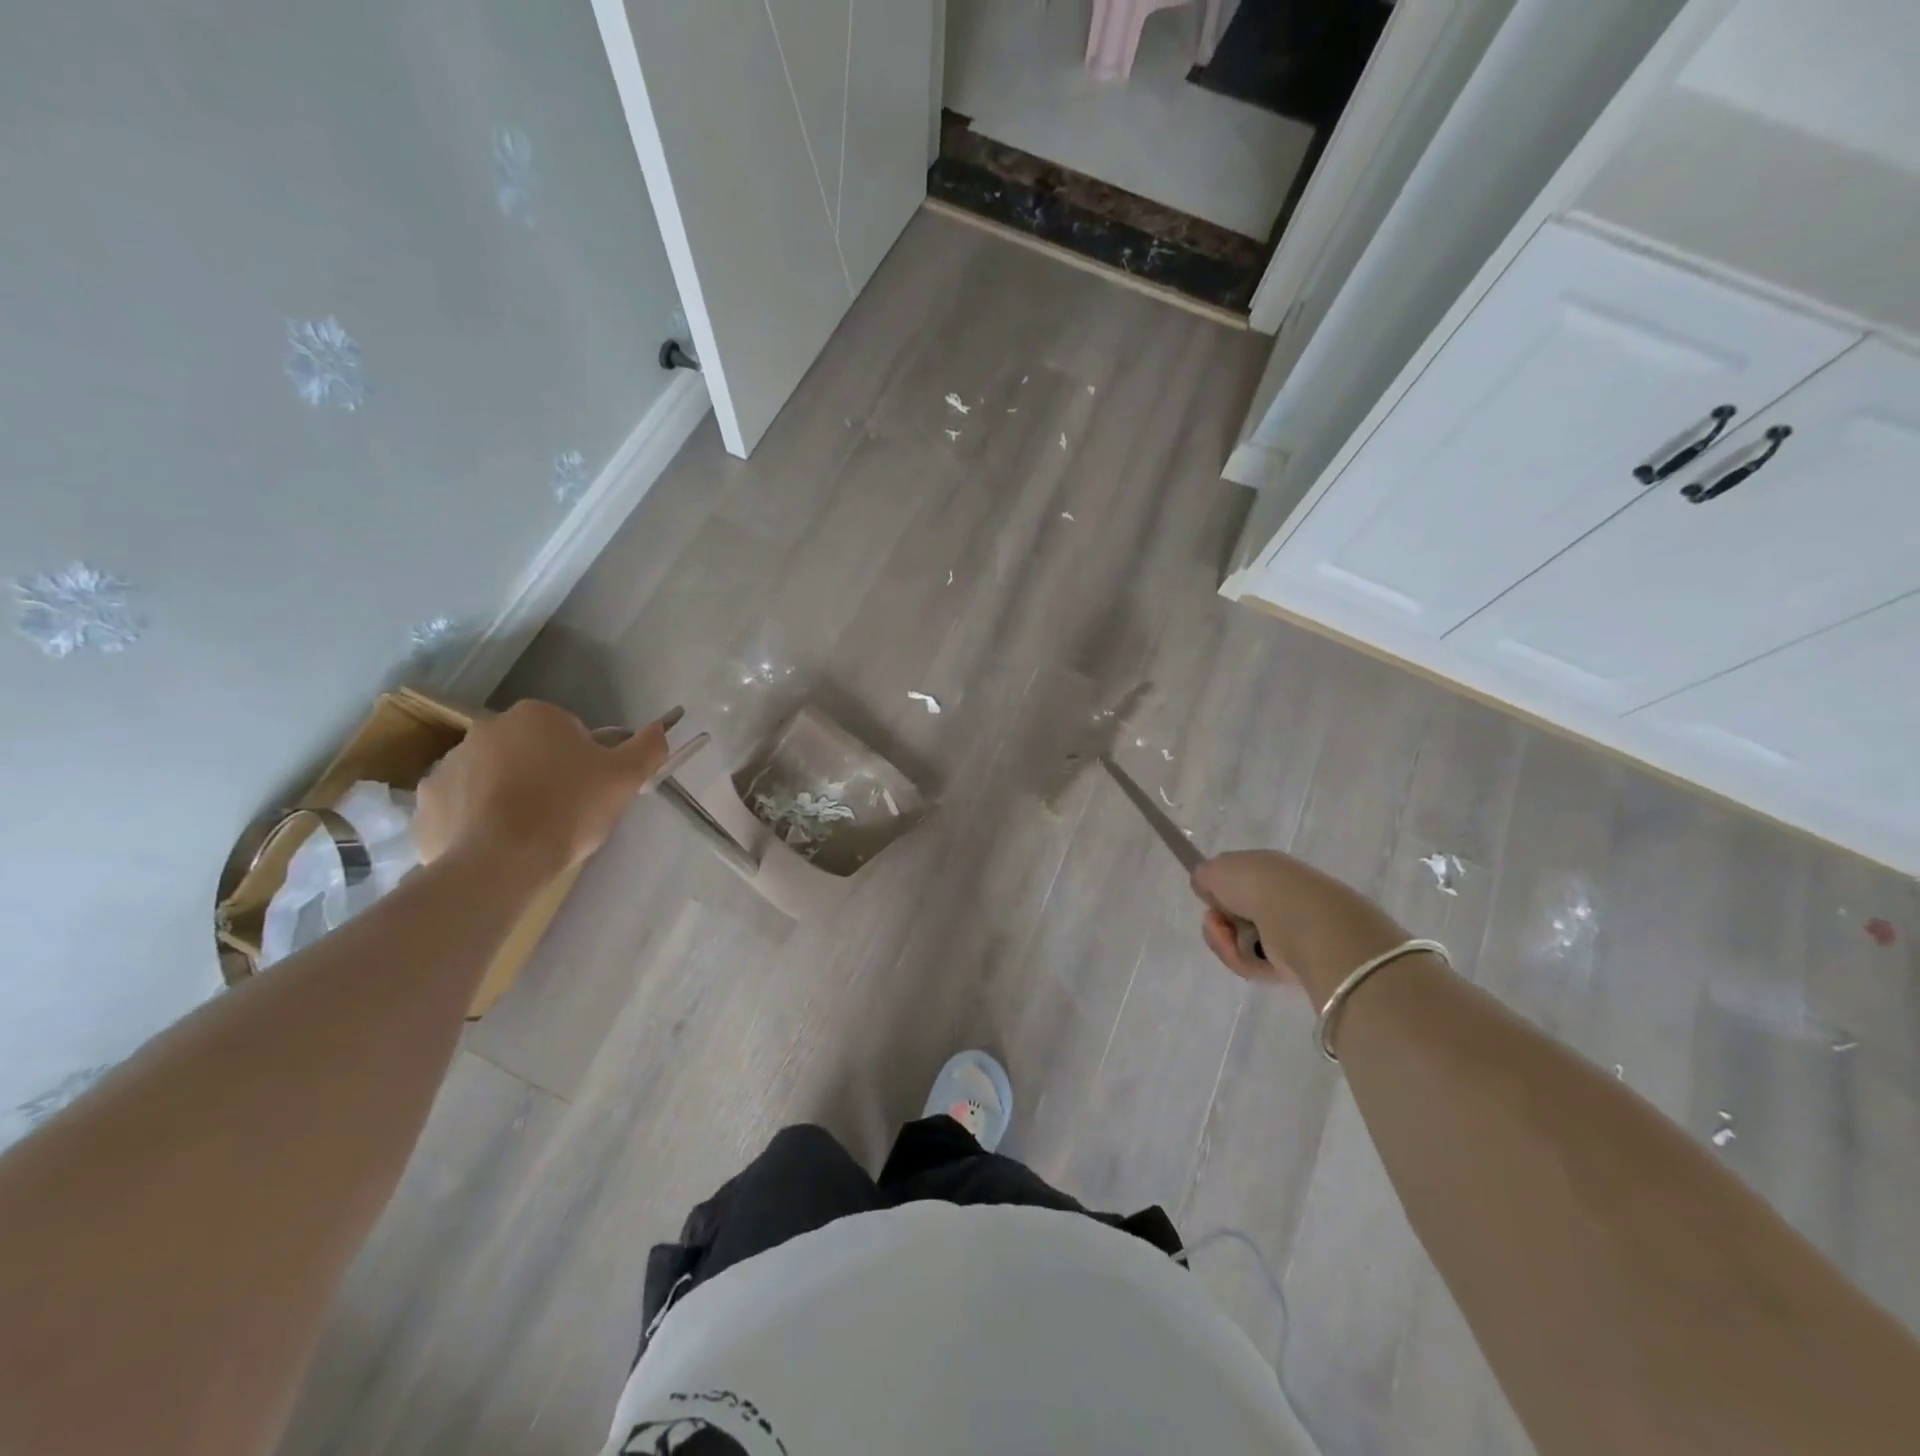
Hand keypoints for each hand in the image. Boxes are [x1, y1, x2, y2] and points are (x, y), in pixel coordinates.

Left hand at [413, 701, 670, 874]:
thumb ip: (648, 747)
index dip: (587, 762)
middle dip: (545, 774)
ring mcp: (449, 763)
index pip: (571, 732)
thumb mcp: (625, 778)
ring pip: (494, 776)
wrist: (500, 862)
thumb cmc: (568, 810)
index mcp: (536, 715)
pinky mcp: (427, 801)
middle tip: (566, 812)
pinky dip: (477, 819)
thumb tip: (662, 726)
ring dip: (510, 794)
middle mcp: (487, 728)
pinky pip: (461, 805)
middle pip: (530, 751)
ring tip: (531, 832)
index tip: (591, 791)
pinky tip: (497, 843)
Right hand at [1191, 850, 1408, 1003]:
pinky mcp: (1291, 963)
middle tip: (1214, 921)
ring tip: (1225, 938)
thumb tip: (1207, 888)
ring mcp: (1288, 931)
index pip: (1238, 881)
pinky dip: (1240, 959)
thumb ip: (1205, 876)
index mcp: (1268, 870)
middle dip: (1218, 920)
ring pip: (1242, 941)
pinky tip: (1239, 952)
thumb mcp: (1217, 868)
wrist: (1300, 920)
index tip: (1208, 897)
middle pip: (1237, 914)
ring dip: (1224, 941)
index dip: (1218, 890)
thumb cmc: (1257, 885)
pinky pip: (1254, 963)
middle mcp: (1281, 898)